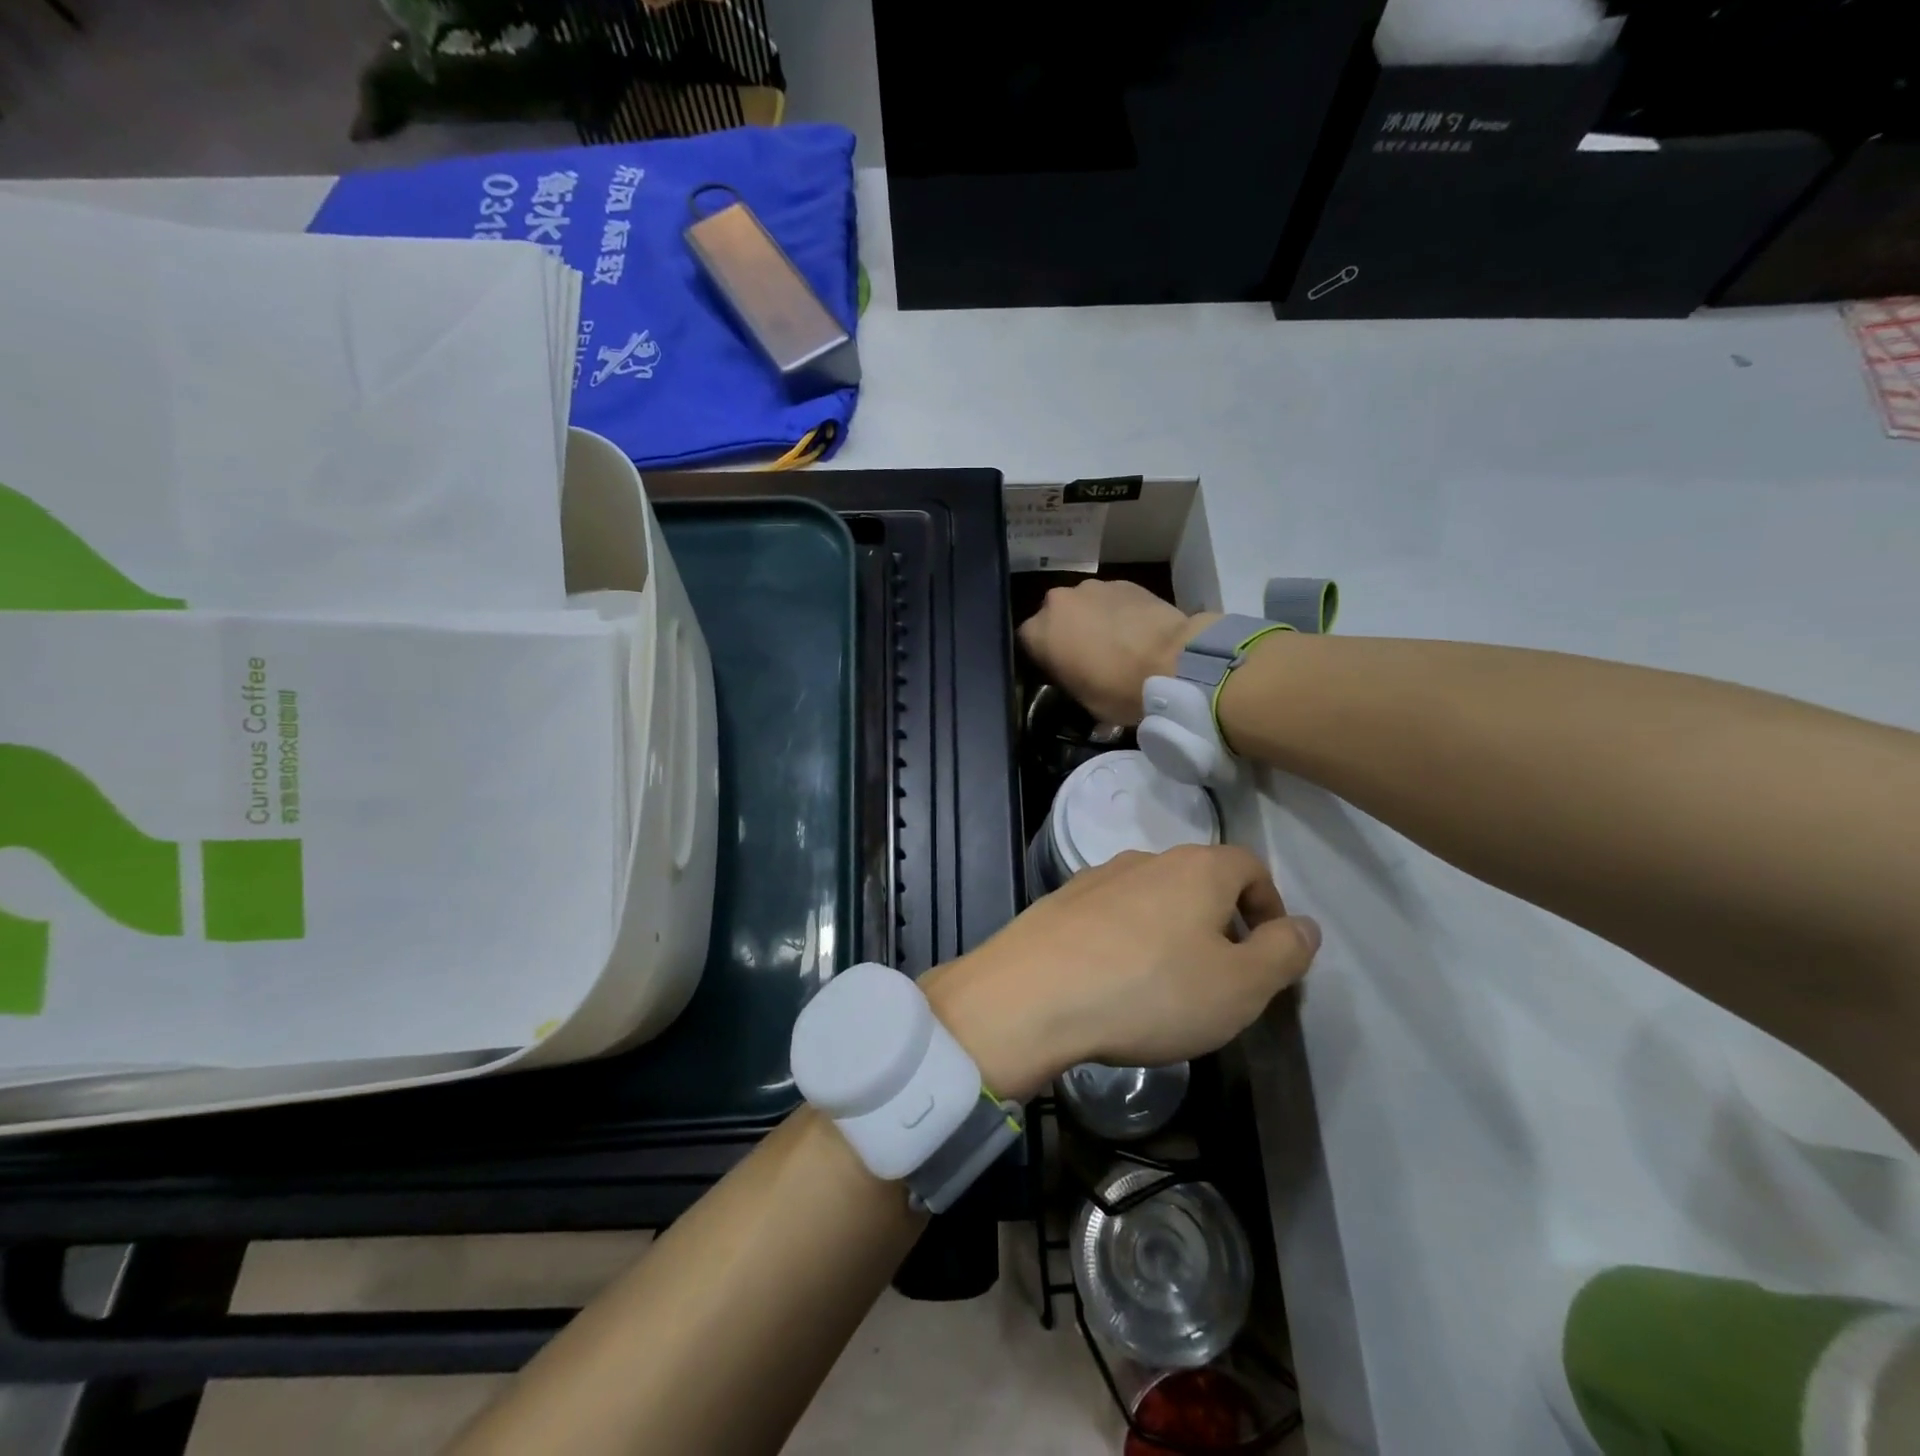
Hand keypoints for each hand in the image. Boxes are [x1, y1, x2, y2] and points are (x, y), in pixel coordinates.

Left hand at [923, 846, 1319, 1101]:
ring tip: (1166, 984)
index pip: (1250, 867)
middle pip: (1199, 880)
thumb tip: (1306, 925)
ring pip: (1152, 897)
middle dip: (1220, 921)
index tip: (1268, 952)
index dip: (1269, 906)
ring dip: (1170, 931)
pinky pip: (1110, 915)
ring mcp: (1096, 877)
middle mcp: (1146, 859)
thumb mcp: (1240, 986)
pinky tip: (1114, 979)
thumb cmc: (1151, 990)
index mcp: (1197, 867)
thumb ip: (1283, 953)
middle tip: (1221, 976)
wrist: (1033, 993)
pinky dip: (1125, 939)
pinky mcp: (1060, 902)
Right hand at [1018, 579, 1218, 725]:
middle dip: (1065, 633)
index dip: (1041, 657)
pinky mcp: (1123, 581)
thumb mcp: (1083, 700)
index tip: (1057, 672)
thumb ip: (1068, 681)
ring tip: (1115, 643)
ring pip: (1082, 605)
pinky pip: (1110, 599)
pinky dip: (1116, 613)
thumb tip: (1074, 678)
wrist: (1173, 660)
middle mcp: (1057, 601)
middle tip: (1085, 657)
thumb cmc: (1119, 689)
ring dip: (1091, 620)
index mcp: (1039, 632)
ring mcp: (1092, 587)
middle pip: (1053, 617)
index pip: (1026, 642)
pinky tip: (1134, 632)